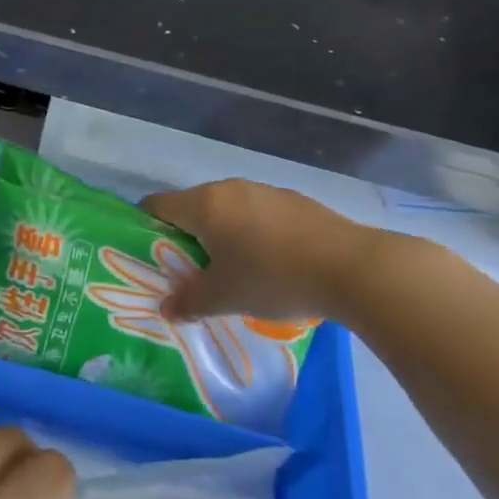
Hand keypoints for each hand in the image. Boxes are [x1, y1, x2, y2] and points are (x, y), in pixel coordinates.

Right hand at [142, 180, 387, 322]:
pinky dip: (252, 234)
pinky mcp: (296, 202)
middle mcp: (230, 189)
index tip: (147, 254)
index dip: (145, 227)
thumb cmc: (274, 278)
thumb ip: (189, 302)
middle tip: (187, 271)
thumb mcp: (225, 298)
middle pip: (192, 207)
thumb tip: (167, 309)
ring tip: (231, 270)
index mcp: (204, 205)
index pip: (157, 205)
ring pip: (228, 210)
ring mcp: (266, 192)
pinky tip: (269, 264)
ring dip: (221, 235)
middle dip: (185, 237)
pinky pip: (258, 215)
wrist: (353, 268)